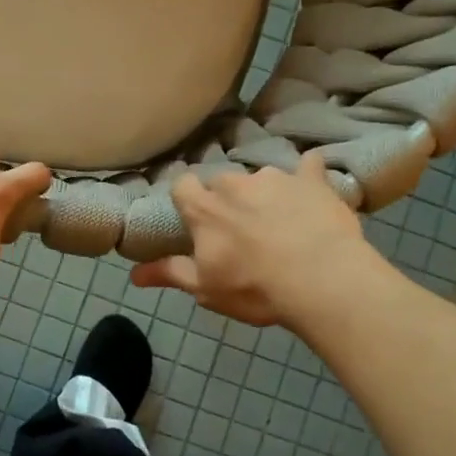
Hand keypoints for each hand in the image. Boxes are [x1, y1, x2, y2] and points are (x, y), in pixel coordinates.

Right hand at [130, 153, 382, 331]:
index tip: (196, 217)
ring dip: (266, 193)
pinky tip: (315, 188)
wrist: (323, 281)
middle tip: (242, 227)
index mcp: (205, 208)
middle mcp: (235, 183)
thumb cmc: (256, 288)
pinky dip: (308, 175)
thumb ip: (171, 274)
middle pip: (222, 181)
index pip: (183, 185)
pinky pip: (309, 166)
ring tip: (282, 220)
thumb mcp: (206, 289)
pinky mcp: (312, 180)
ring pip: (262, 177)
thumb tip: (133, 275)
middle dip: (228, 199)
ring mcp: (275, 177)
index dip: (188, 198)